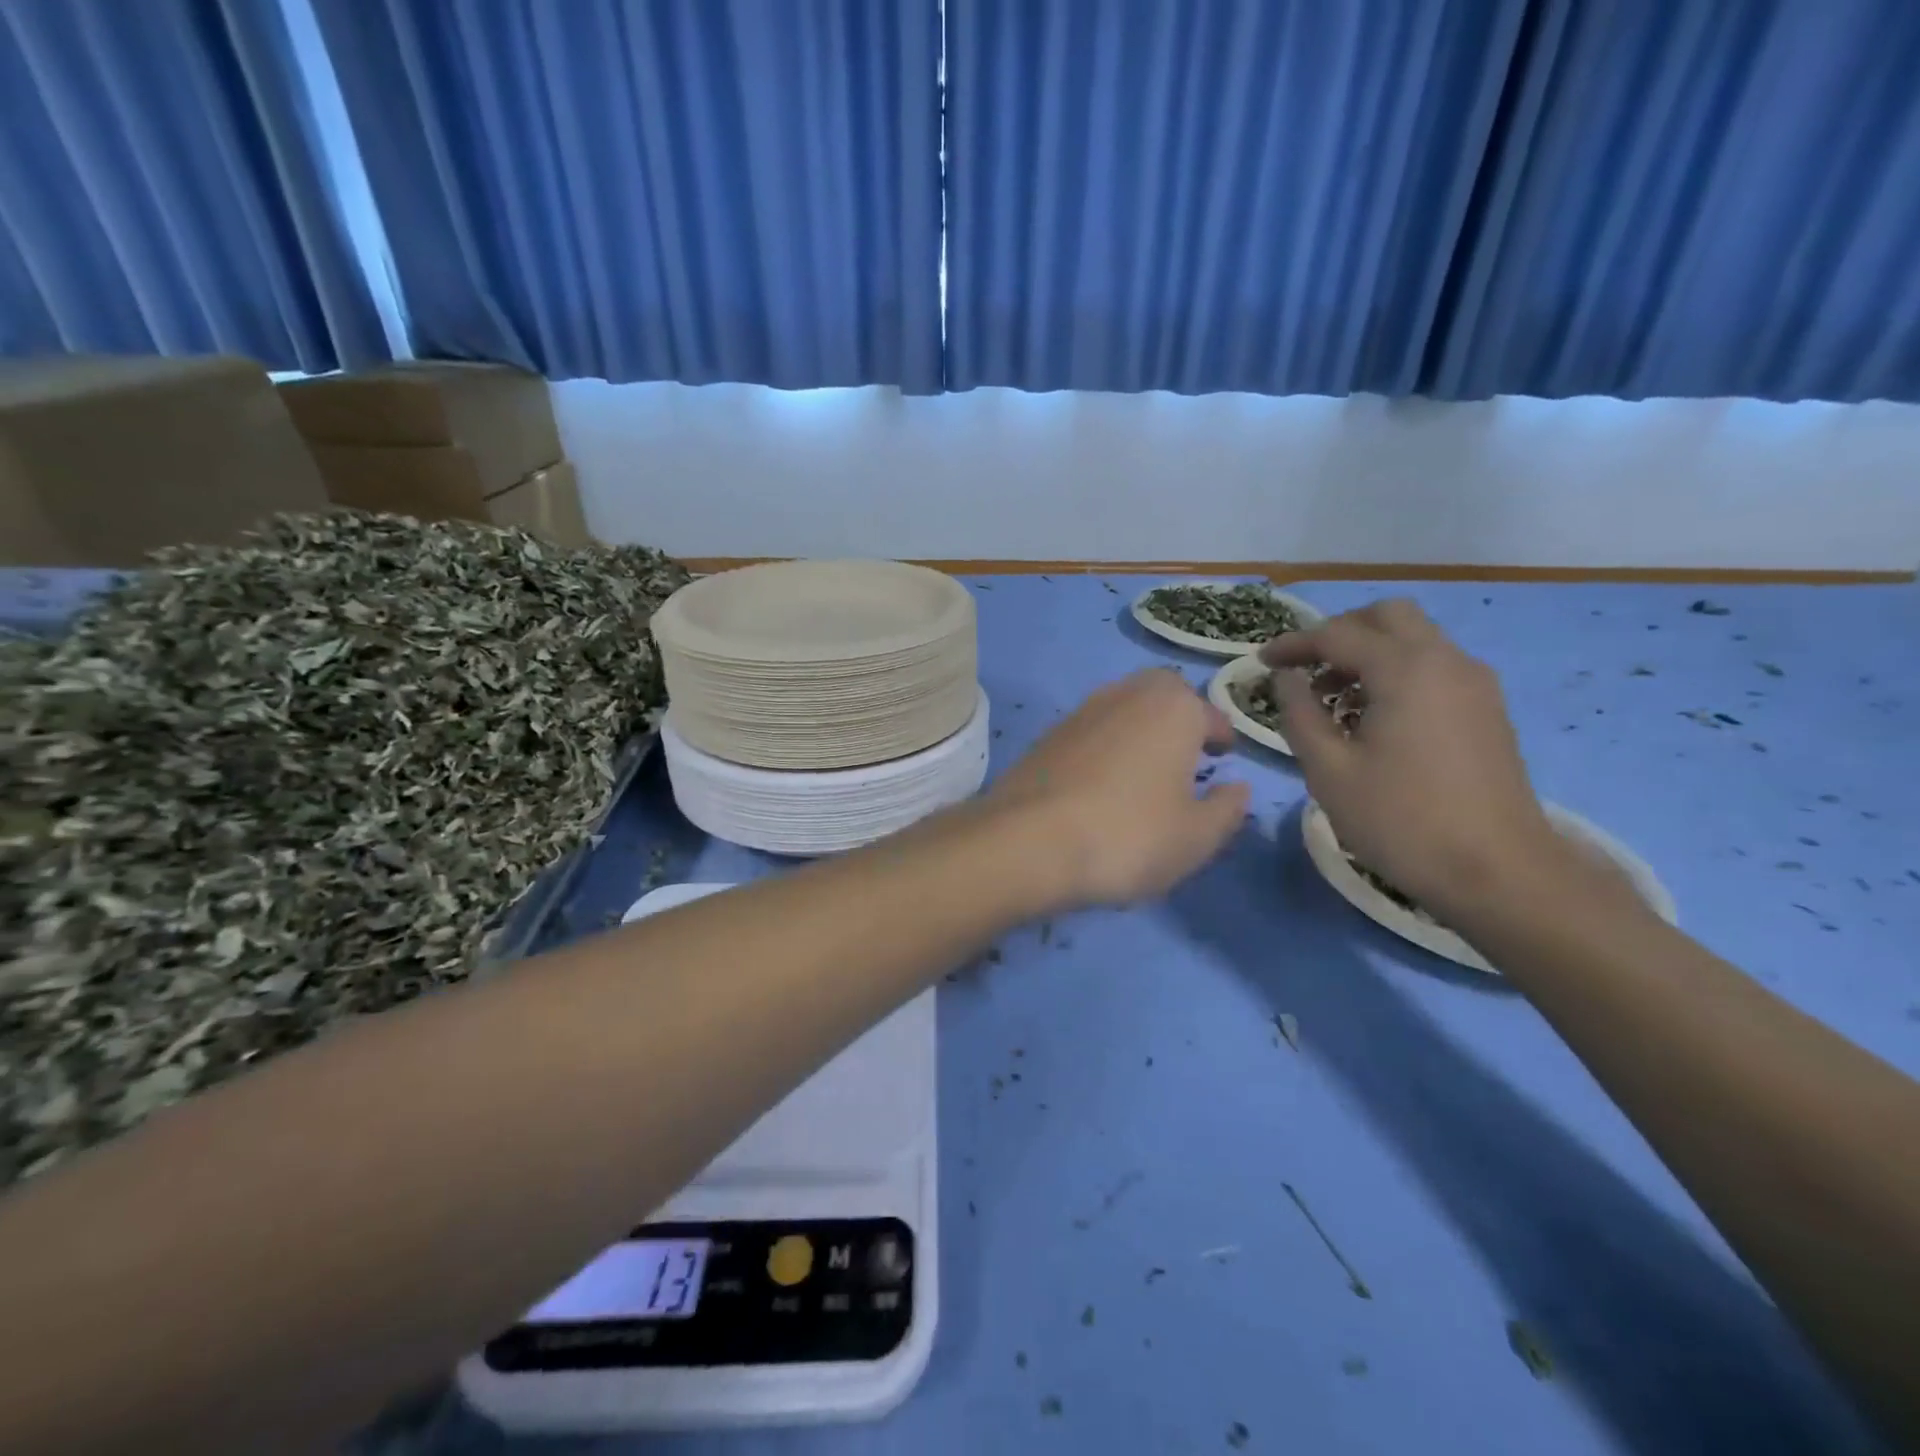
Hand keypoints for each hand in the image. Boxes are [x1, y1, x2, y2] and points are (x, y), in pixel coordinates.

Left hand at [988, 669, 1248, 907]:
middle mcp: (1124, 695)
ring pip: (1121, 709)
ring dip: (1137, 731)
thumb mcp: (1196, 837)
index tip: (1223, 757)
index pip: (1209, 713)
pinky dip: (1102, 749)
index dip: (1220, 736)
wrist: (1027, 842)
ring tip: (1143, 773)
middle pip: (1160, 693)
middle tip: (1185, 756)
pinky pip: (1088, 733)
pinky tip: (1100, 786)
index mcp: (1172, 708)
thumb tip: (1236, 788)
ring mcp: (1079, 712)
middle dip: (1177, 717)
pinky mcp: (1045, 737)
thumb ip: (1226, 809)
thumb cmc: (1129, 835)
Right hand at [1261, 600, 1559, 918]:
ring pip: (1415, 639)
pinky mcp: (1487, 709)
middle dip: (1340, 632)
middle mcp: (1446, 660)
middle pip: (1388, 617)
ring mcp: (1474, 684)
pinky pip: (1434, 666)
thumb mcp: (1329, 770)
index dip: (1293, 644)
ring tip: (1334, 699)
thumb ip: (1299, 714)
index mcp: (1405, 669)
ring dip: (1369, 652)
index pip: (1337, 634)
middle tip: (1306, 669)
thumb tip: (1286, 678)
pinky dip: (1397, 672)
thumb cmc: (1401, 820)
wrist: (1498, 872)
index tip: (1261, 663)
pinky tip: (1374, 718)